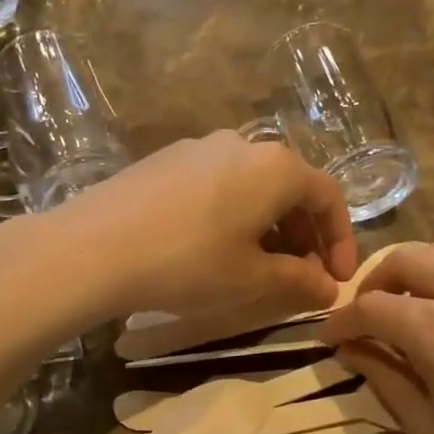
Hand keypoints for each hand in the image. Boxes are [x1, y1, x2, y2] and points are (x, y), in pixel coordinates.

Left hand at [3, 131, 358, 322]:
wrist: (92, 248)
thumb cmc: (187, 262)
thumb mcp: (251, 279)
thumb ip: (299, 281)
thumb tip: (329, 289)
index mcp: (276, 167)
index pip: (328, 197)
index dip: (341, 240)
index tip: (337, 280)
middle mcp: (242, 144)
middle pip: (290, 188)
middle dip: (304, 235)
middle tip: (301, 277)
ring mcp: (198, 147)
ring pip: (252, 185)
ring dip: (268, 225)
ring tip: (259, 266)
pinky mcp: (164, 159)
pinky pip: (217, 183)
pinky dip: (233, 214)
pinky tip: (214, 247)